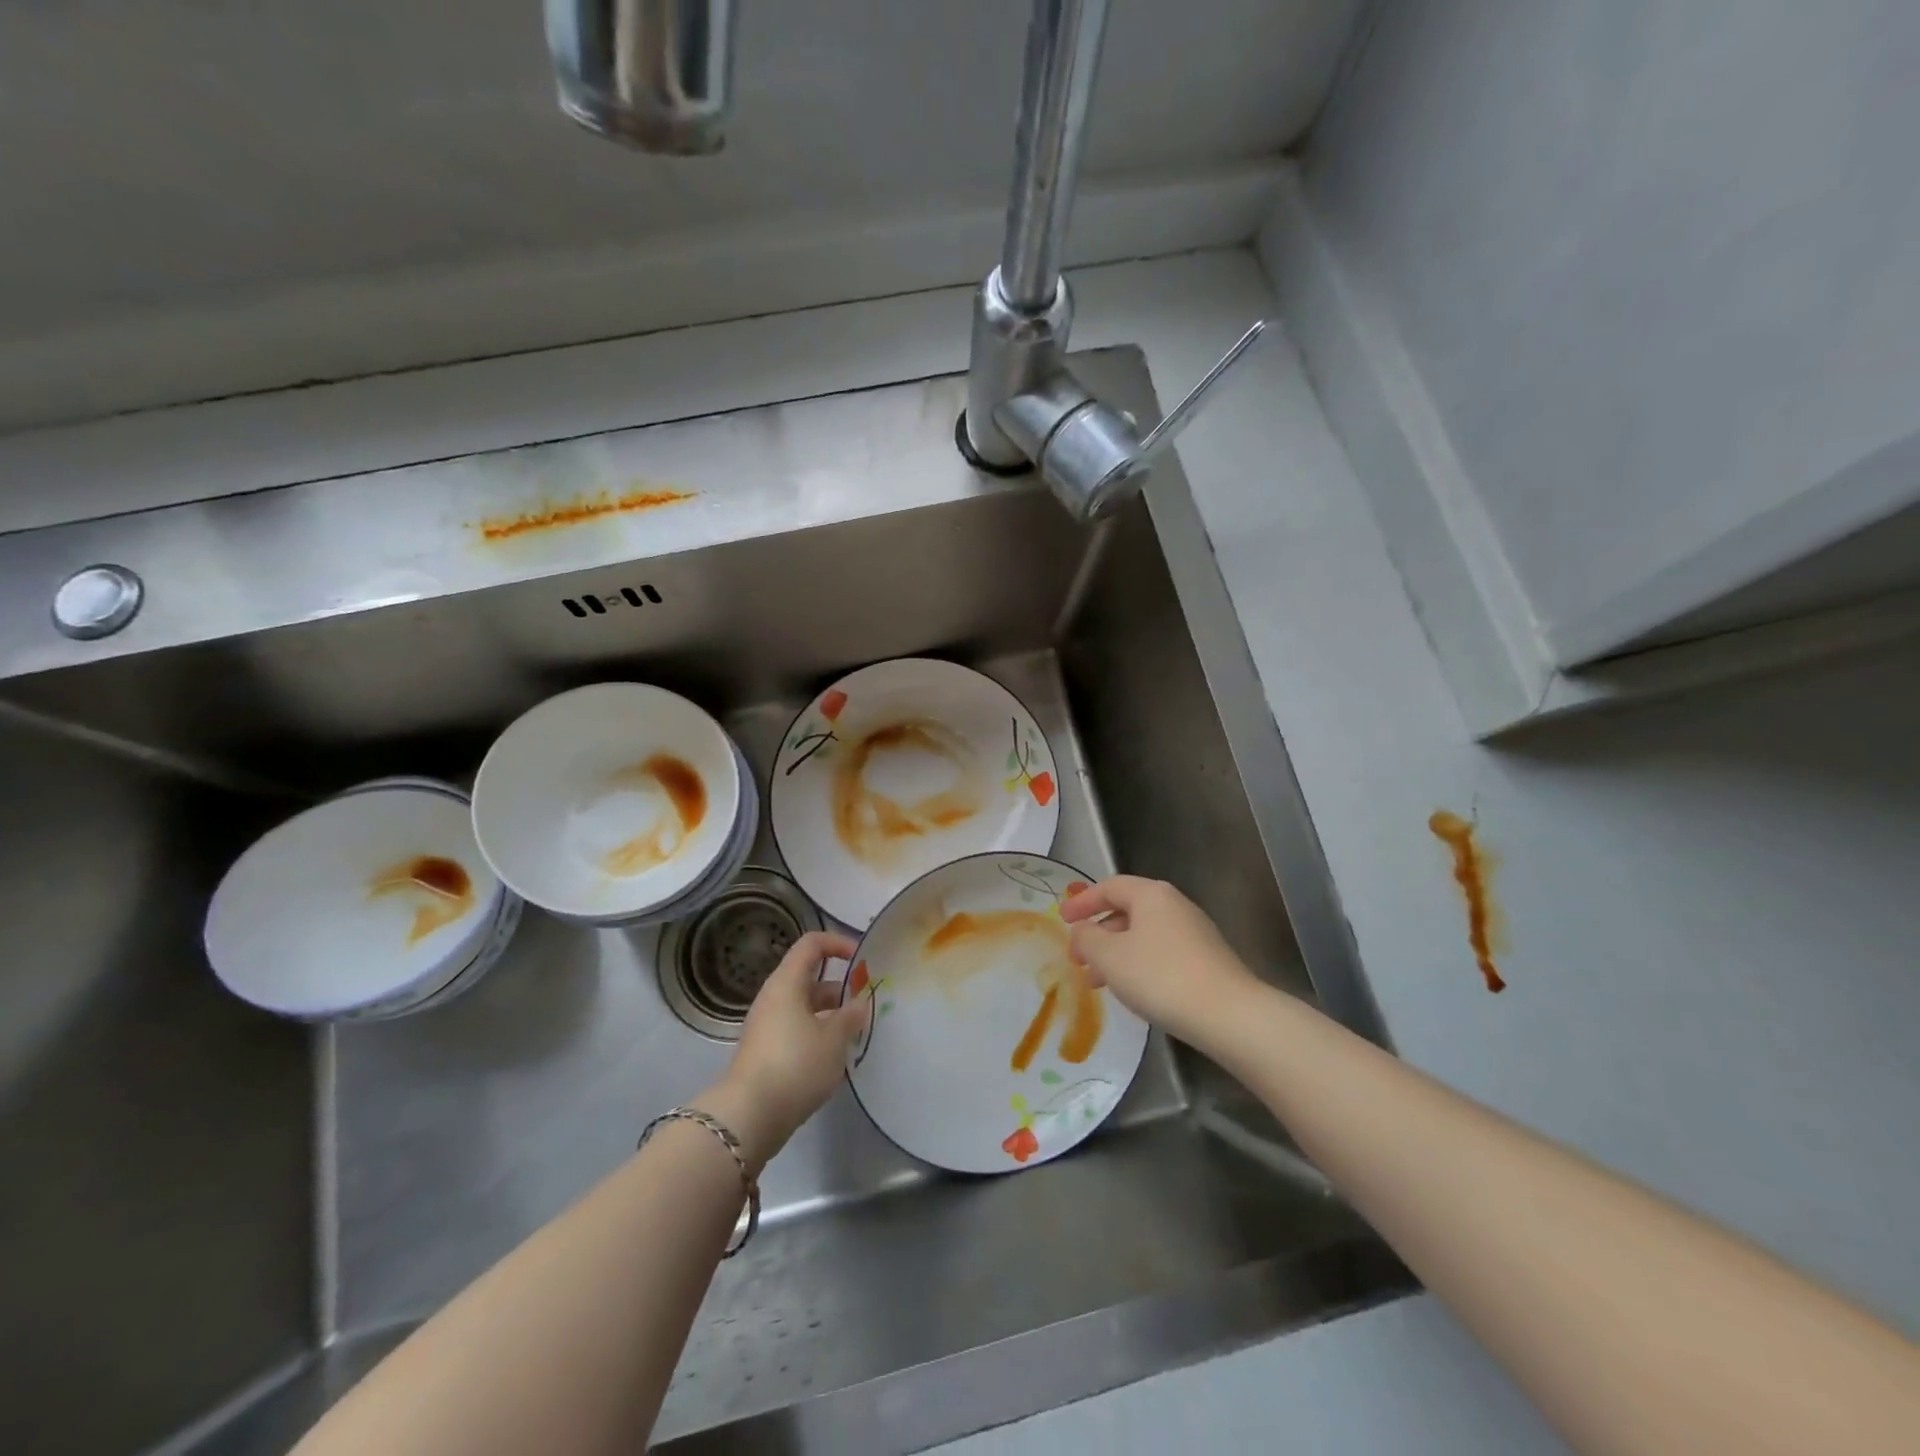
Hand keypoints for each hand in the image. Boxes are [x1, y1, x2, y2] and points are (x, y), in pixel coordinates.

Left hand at [693, 931, 867, 1174]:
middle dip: (841, 990)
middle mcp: (774, 998)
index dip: (838, 944)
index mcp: (787, 983)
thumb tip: (859, 1003)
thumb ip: (851, 1016)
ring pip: (805, 1008)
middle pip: (810, 979)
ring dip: (832, 1016)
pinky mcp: (766, 1052)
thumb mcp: (834, 1039)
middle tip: (866, 1006)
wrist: (749, 1116)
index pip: (812, 944)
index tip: (863, 960)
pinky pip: (797, 1031)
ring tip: (857, 1035)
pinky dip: (818, 1036)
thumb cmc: (795, 1064)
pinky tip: (836, 1058)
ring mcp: (767, 1026)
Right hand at [1061, 875, 1259, 1045]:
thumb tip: (1082, 930)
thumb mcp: (1110, 956)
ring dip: (1116, 954)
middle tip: (1077, 957)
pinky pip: (1160, 952)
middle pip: (1127, 910)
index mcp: (1151, 894)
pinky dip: (1138, 964)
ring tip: (1097, 983)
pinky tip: (1131, 991)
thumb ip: (1087, 938)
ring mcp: (1194, 932)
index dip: (1082, 902)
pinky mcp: (1206, 959)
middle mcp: (1174, 905)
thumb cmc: (1160, 976)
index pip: (1109, 887)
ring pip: (1143, 935)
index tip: (1061, 919)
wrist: (1228, 1014)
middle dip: (1098, 933)